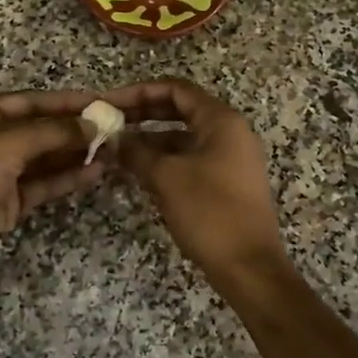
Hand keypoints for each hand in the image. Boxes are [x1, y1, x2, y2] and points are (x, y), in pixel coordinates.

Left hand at [0, 90, 105, 279]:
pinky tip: (95, 172)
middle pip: (41, 129)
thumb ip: (55, 131)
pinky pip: (43, 184)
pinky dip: (67, 178)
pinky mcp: (7, 202)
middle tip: (114, 129)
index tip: (103, 102)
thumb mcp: (10, 141)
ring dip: (76, 154)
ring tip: (113, 151)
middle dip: (75, 129)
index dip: (68, 102)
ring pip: (45, 158)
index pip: (33, 101)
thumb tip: (94, 125)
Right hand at [103, 78, 290, 291]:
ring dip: (151, 140)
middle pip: (180, 110)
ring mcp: (230, 158)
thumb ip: (137, 153)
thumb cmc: (210, 213)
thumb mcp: (166, 178)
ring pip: (183, 137)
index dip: (140, 92)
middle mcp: (229, 132)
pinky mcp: (226, 182)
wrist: (250, 267)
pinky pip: (190, 159)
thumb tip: (113, 140)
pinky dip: (164, 160)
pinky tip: (137, 171)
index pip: (176, 89)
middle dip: (143, 115)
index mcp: (221, 120)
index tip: (109, 103)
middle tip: (108, 123)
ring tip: (116, 149)